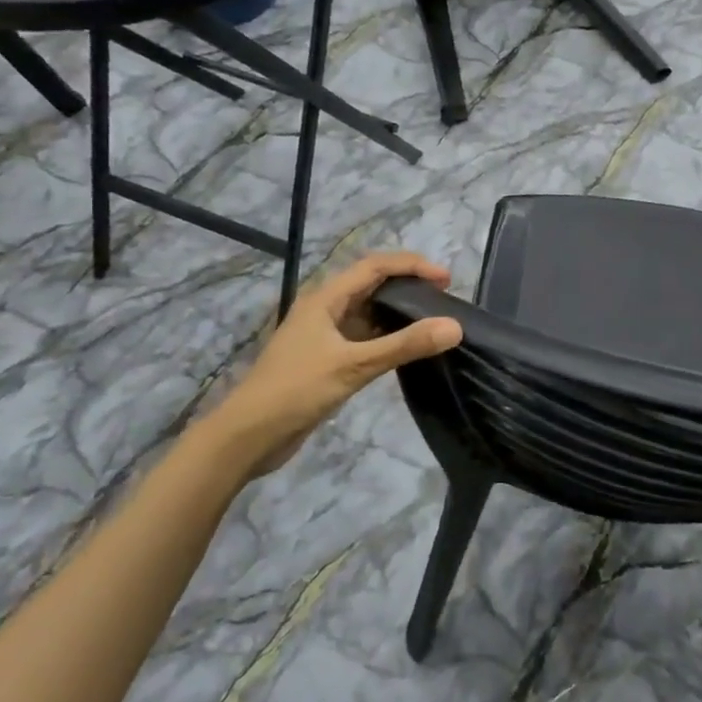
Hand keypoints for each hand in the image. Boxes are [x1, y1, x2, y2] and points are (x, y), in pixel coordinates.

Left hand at [194, 252, 461, 482]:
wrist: (247, 436)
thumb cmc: (296, 391)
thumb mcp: (353, 366)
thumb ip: (404, 345)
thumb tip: (454, 326)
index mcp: (325, 298)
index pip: (375, 266)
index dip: (412, 266)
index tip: (446, 280)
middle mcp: (325, 309)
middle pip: (372, 285)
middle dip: (408, 287)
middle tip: (444, 301)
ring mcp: (324, 335)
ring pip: (368, 313)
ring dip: (398, 313)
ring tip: (433, 323)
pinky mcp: (326, 359)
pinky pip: (363, 338)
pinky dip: (387, 338)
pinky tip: (408, 351)